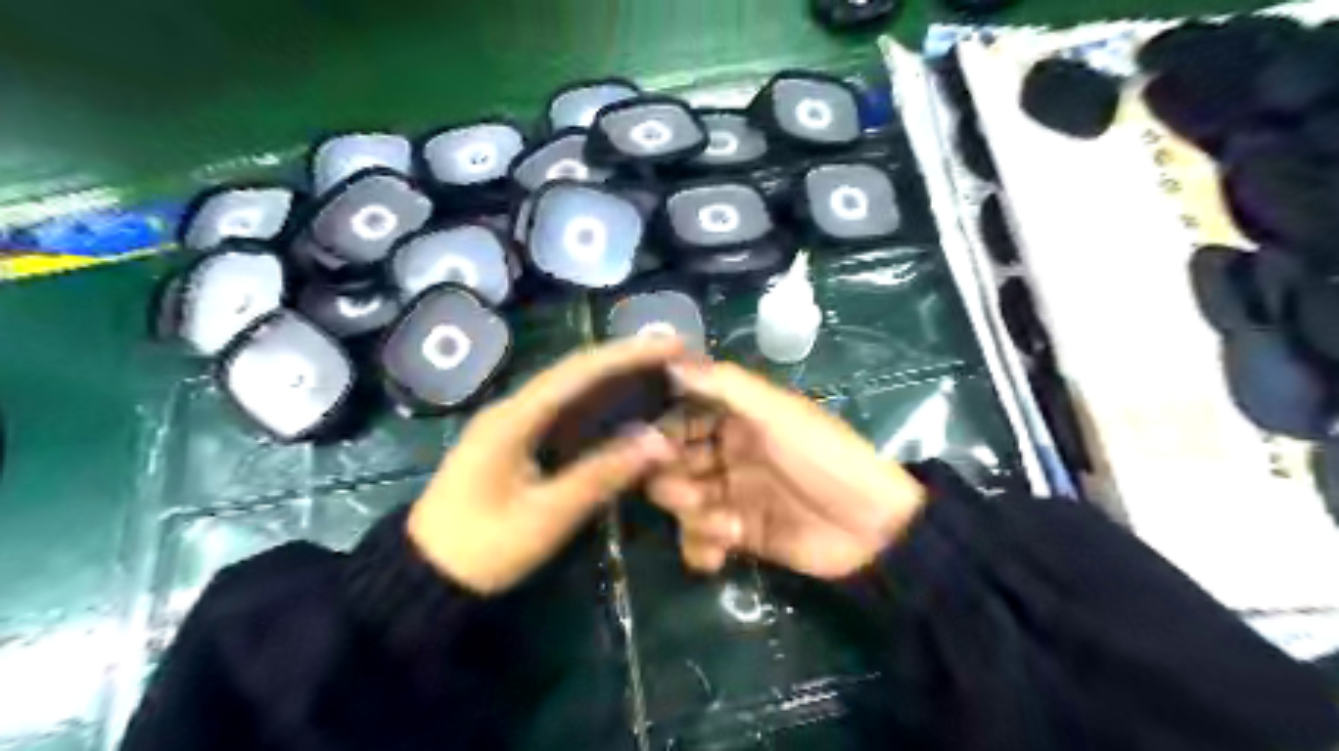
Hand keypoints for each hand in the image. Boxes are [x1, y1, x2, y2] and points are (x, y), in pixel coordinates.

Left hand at [406, 339, 679, 591]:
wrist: (425, 575)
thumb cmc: (482, 548)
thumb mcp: (546, 517)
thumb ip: (602, 475)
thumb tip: (660, 442)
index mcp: (514, 418)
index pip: (579, 372)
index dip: (629, 355)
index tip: (674, 345)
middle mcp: (513, 408)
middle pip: (576, 371)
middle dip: (627, 358)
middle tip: (677, 354)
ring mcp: (513, 422)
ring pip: (571, 388)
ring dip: (615, 376)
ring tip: (662, 370)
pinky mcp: (517, 440)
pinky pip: (565, 410)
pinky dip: (600, 403)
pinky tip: (626, 405)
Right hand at [651, 362, 934, 579]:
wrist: (873, 526)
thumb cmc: (824, 457)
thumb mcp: (778, 412)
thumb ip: (725, 385)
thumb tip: (669, 358)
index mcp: (734, 419)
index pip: (679, 418)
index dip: (660, 432)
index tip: (649, 447)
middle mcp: (725, 453)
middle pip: (672, 463)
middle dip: (673, 480)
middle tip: (693, 494)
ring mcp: (730, 495)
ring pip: (681, 502)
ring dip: (691, 516)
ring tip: (724, 526)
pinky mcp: (738, 534)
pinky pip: (700, 539)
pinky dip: (702, 547)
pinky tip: (721, 552)